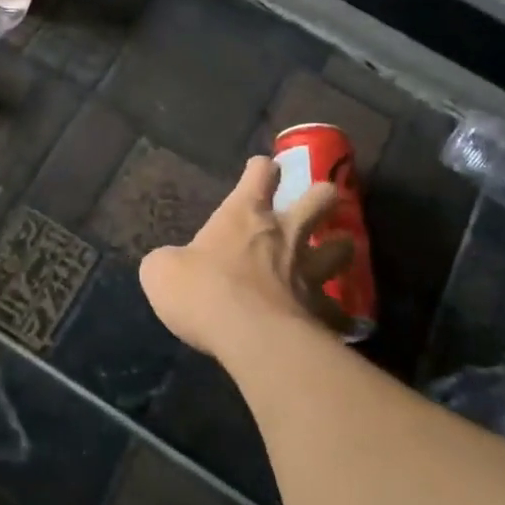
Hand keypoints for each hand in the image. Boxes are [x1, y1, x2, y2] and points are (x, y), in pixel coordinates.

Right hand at [139, 156, 352, 361]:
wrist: (249, 335)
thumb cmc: (202, 290)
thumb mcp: (161, 271)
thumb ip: (170, 261)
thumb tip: (172, 265)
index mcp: (244, 215)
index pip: (259, 174)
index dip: (261, 169)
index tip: (262, 169)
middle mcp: (284, 234)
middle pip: (319, 198)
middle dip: (322, 196)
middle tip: (318, 203)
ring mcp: (309, 271)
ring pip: (343, 247)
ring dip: (339, 247)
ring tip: (334, 254)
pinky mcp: (322, 310)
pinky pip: (339, 311)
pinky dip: (338, 314)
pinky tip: (338, 323)